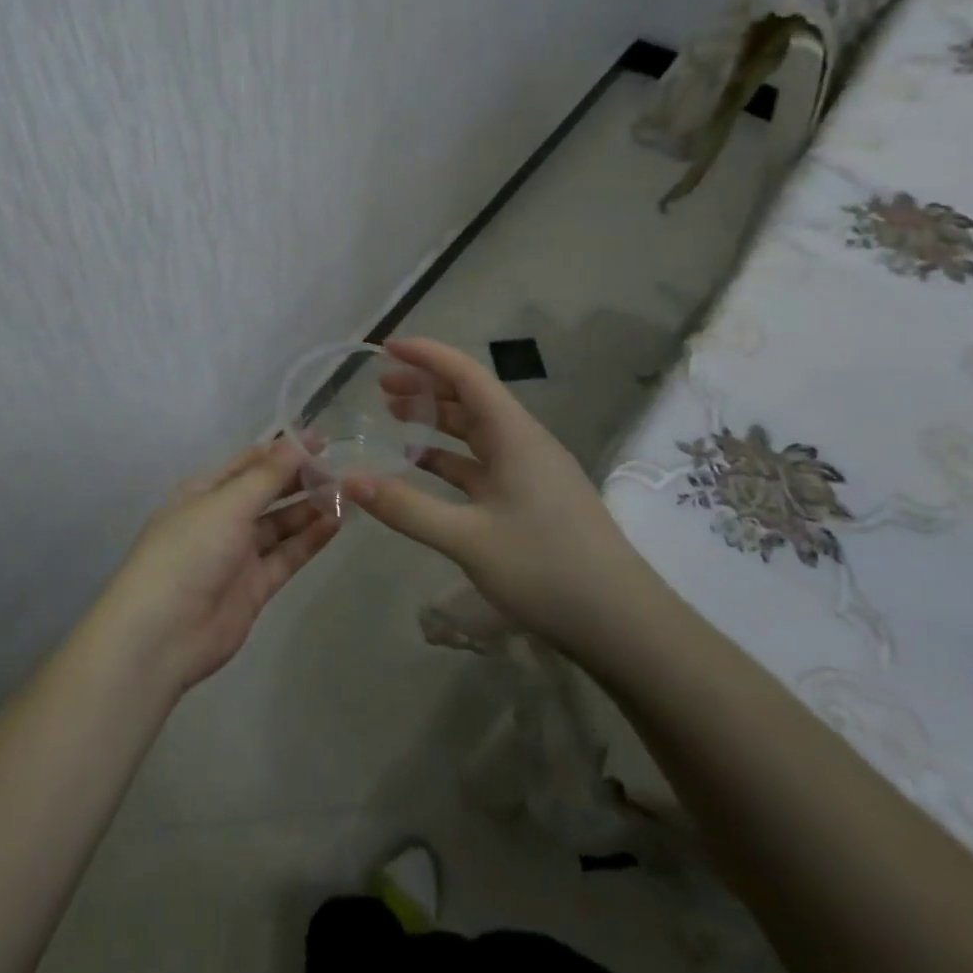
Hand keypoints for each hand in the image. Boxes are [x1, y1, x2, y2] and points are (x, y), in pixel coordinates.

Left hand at [101, 439, 339, 694]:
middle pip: (268, 492)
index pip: (250, 462)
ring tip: (348, 494)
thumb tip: (299, 440)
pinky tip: (337, 523)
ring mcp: (239, 554)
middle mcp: (222, 518)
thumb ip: (268, 475)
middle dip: (301, 479)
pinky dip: (310, 540)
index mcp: (206, 491)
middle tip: (342, 468)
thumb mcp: (227, 503)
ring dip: (310, 508)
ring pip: (281, 524)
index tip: (323, 440)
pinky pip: (287, 556)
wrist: (162, 633)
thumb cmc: (189, 551)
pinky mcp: (255, 587)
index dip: (284, 449)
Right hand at [346, 338, 668, 671]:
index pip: (467, 375)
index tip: (386, 348)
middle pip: (470, 398)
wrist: (623, 624)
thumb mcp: (468, 539)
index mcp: (514, 435)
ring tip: (393, 418)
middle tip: (380, 388)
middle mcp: (523, 442)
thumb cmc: (546, 568)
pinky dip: (449, 457)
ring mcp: (530, 471)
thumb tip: (349, 480)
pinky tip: (422, 467)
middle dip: (425, 386)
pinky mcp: (531, 499)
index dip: (426, 355)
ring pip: (475, 431)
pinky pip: (482, 463)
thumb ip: (406, 508)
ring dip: (436, 421)